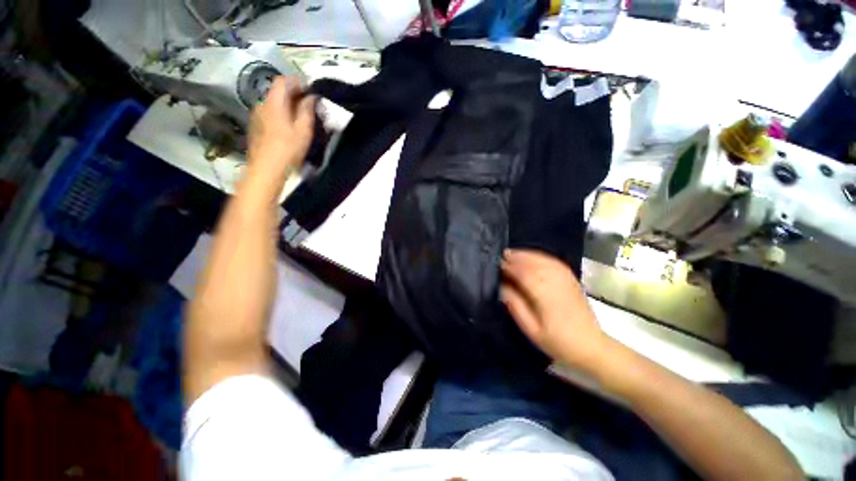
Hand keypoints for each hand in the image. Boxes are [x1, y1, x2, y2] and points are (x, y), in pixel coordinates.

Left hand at [247, 76, 315, 187]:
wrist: (266, 169)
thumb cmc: (288, 149)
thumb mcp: (303, 130)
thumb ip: (307, 110)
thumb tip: (311, 97)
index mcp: (273, 102)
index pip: (282, 81)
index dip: (296, 81)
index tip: (310, 89)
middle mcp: (261, 104)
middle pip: (276, 91)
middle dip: (292, 93)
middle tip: (308, 103)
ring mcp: (256, 115)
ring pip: (272, 102)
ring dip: (285, 104)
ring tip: (299, 116)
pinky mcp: (255, 126)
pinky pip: (268, 112)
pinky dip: (279, 113)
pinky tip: (287, 126)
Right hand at [500, 249, 608, 373]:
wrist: (591, 345)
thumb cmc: (558, 341)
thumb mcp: (531, 329)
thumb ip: (515, 305)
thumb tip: (502, 286)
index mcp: (544, 294)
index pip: (522, 273)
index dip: (508, 266)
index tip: (496, 263)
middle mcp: (555, 281)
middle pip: (532, 262)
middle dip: (516, 257)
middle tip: (502, 254)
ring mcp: (565, 278)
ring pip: (543, 259)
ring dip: (526, 254)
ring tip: (513, 253)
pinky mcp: (571, 278)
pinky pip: (553, 261)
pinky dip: (540, 256)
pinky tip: (532, 256)